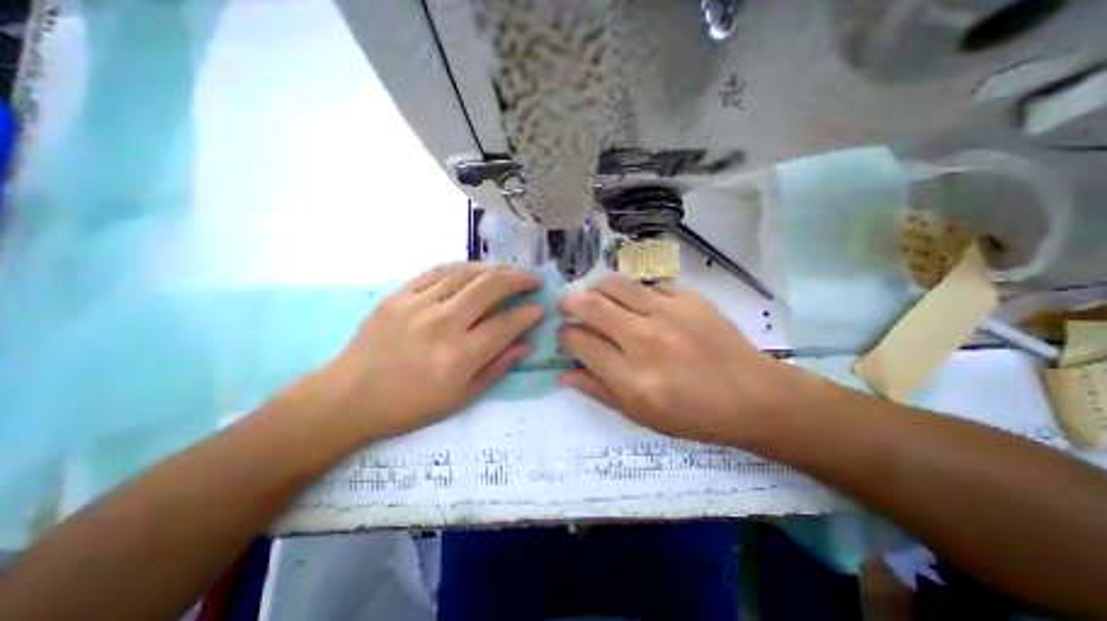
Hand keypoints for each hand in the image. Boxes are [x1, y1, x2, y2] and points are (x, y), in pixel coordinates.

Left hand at [305, 263, 542, 441]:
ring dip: (495, 269)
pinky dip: (463, 267)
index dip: (528, 314)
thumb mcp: (462, 397)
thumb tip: (526, 344)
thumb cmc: (410, 405)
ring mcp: (418, 305)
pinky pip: (438, 270)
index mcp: (459, 356)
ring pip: (466, 273)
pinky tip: (476, 270)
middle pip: (490, 287)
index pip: (505, 324)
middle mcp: (442, 324)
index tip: (541, 308)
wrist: (349, 397)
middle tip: (533, 280)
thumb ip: (498, 367)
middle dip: (518, 279)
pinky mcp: (399, 295)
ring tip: (509, 272)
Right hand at [562, 279, 794, 447]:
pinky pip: (647, 285)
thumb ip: (597, 391)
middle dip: (570, 303)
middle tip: (565, 304)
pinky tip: (633, 300)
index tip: (565, 333)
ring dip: (596, 288)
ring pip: (616, 285)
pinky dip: (632, 291)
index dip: (565, 335)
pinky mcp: (689, 298)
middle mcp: (644, 339)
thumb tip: (562, 375)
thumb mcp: (639, 415)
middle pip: (592, 307)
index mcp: (630, 376)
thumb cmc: (693, 415)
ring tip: (594, 296)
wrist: (752, 396)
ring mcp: (668, 313)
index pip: (580, 343)